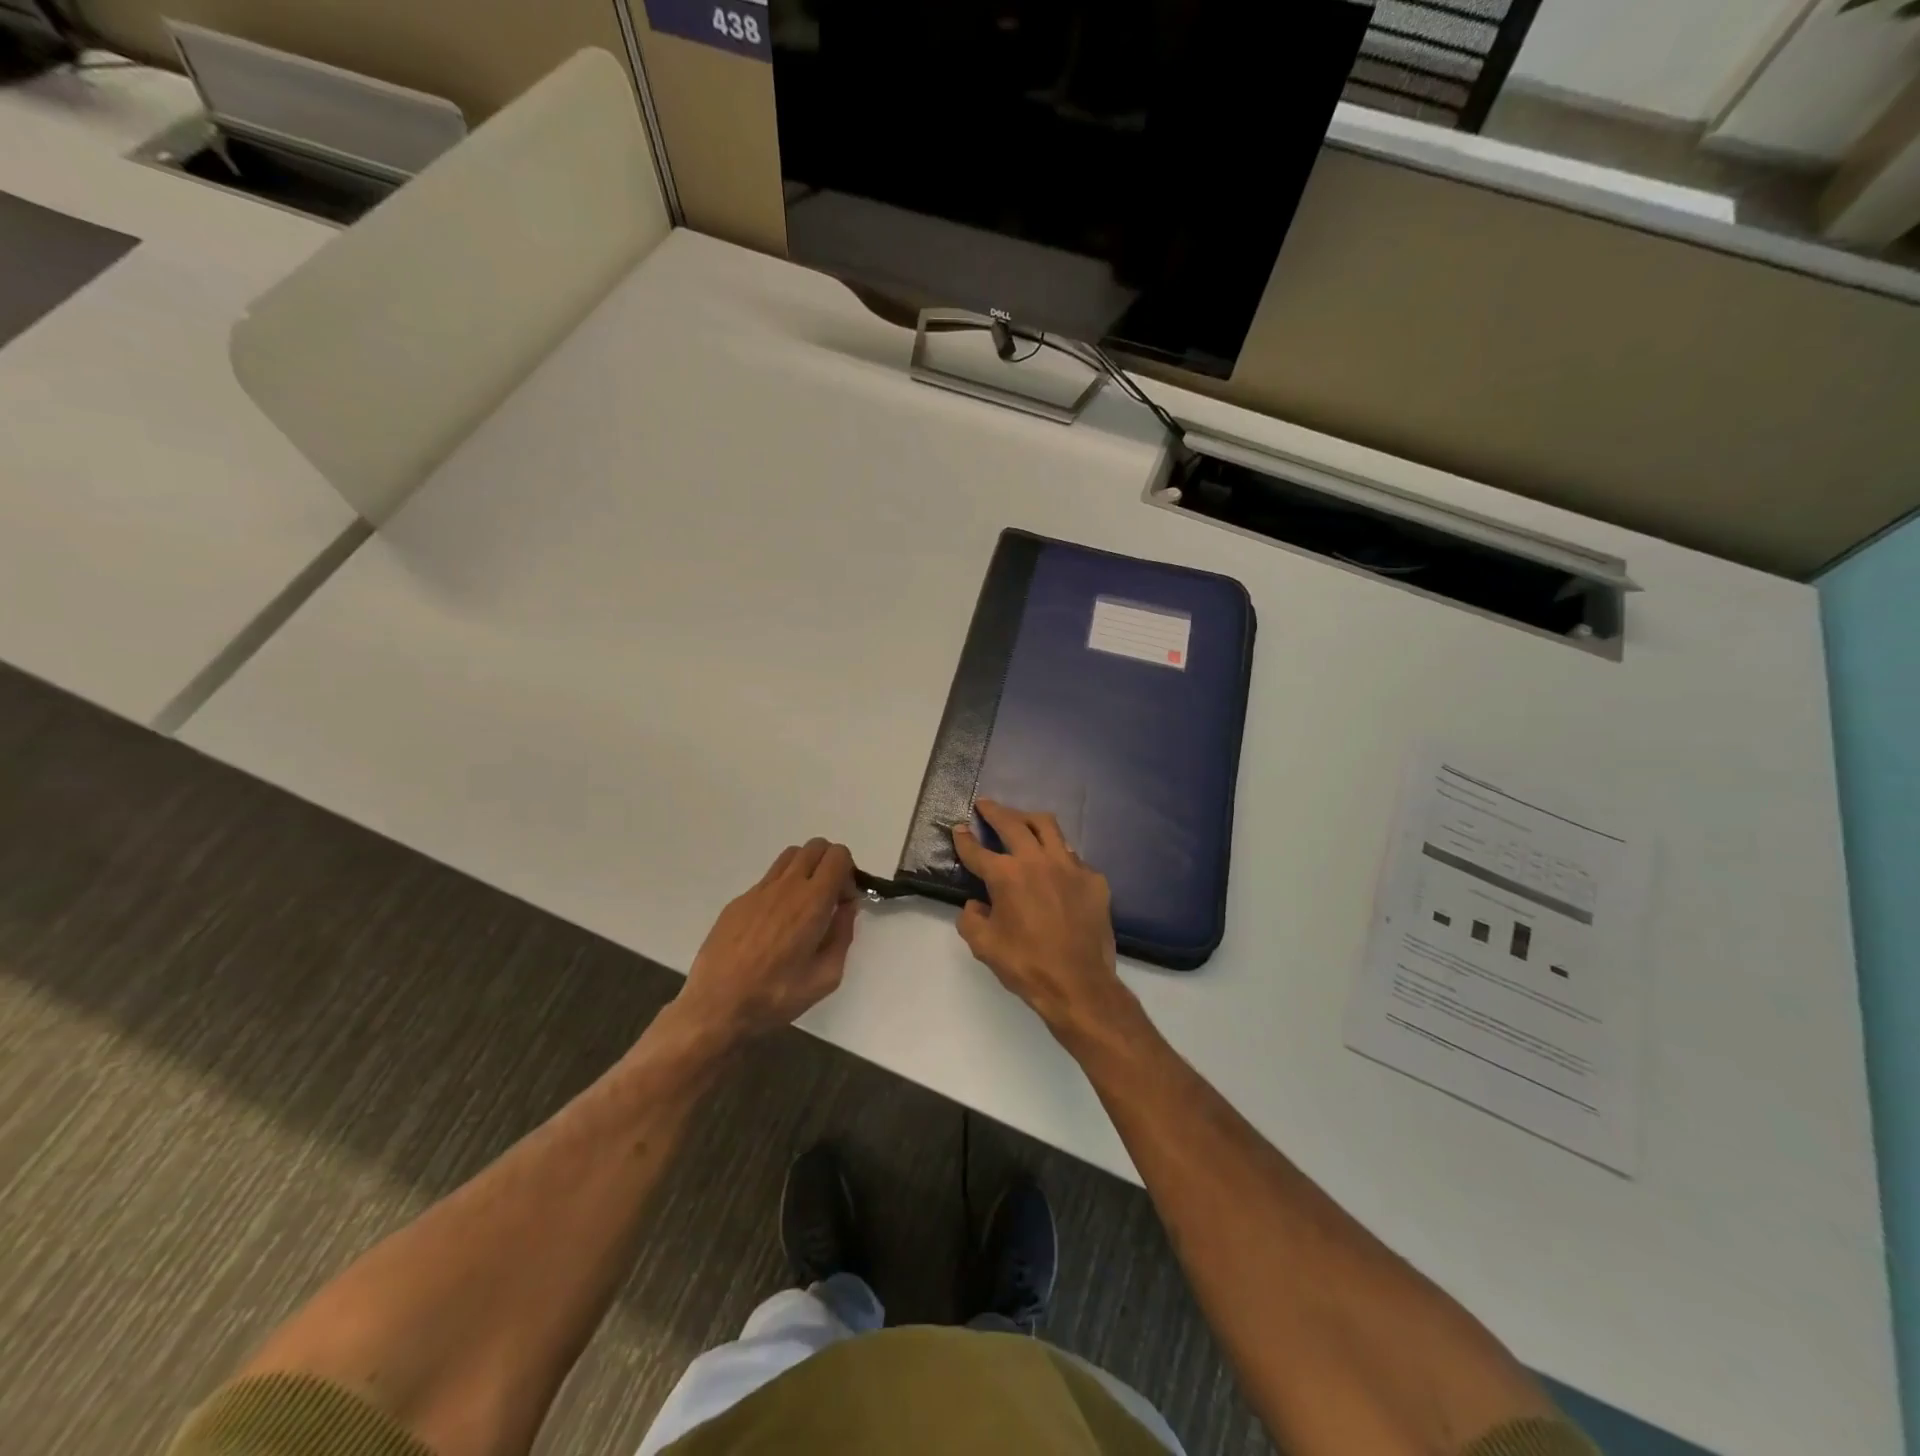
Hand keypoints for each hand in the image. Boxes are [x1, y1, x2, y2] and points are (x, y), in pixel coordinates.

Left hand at [675, 838, 858, 1041]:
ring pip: (790, 856)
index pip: (838, 856)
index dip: (849, 873)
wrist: (716, 1007)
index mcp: (812, 902)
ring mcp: (758, 891)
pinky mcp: (738, 901)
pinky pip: (768, 879)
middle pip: (816, 847)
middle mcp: (786, 886)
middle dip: (829, 864)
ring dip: (805, 869)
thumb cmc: (776, 996)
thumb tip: (846, 908)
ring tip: (803, 905)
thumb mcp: (826, 976)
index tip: (843, 902)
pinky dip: (781, 888)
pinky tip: (774, 925)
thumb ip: (843, 935)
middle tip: (828, 898)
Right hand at [950, 800, 1135, 1042]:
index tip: (959, 827)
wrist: (1080, 984)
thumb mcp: (984, 946)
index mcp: (1007, 876)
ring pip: (1048, 827)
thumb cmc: (1026, 965)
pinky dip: (1058, 855)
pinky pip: (1072, 857)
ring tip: (1021, 819)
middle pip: (1013, 823)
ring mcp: (1070, 866)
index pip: (978, 850)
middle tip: (986, 805)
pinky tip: (1055, 866)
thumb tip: (975, 904)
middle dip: (996, 811)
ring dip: (1029, 819)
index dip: (964, 838)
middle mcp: (1038, 861)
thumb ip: (971, 919)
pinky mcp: (1093, 879)